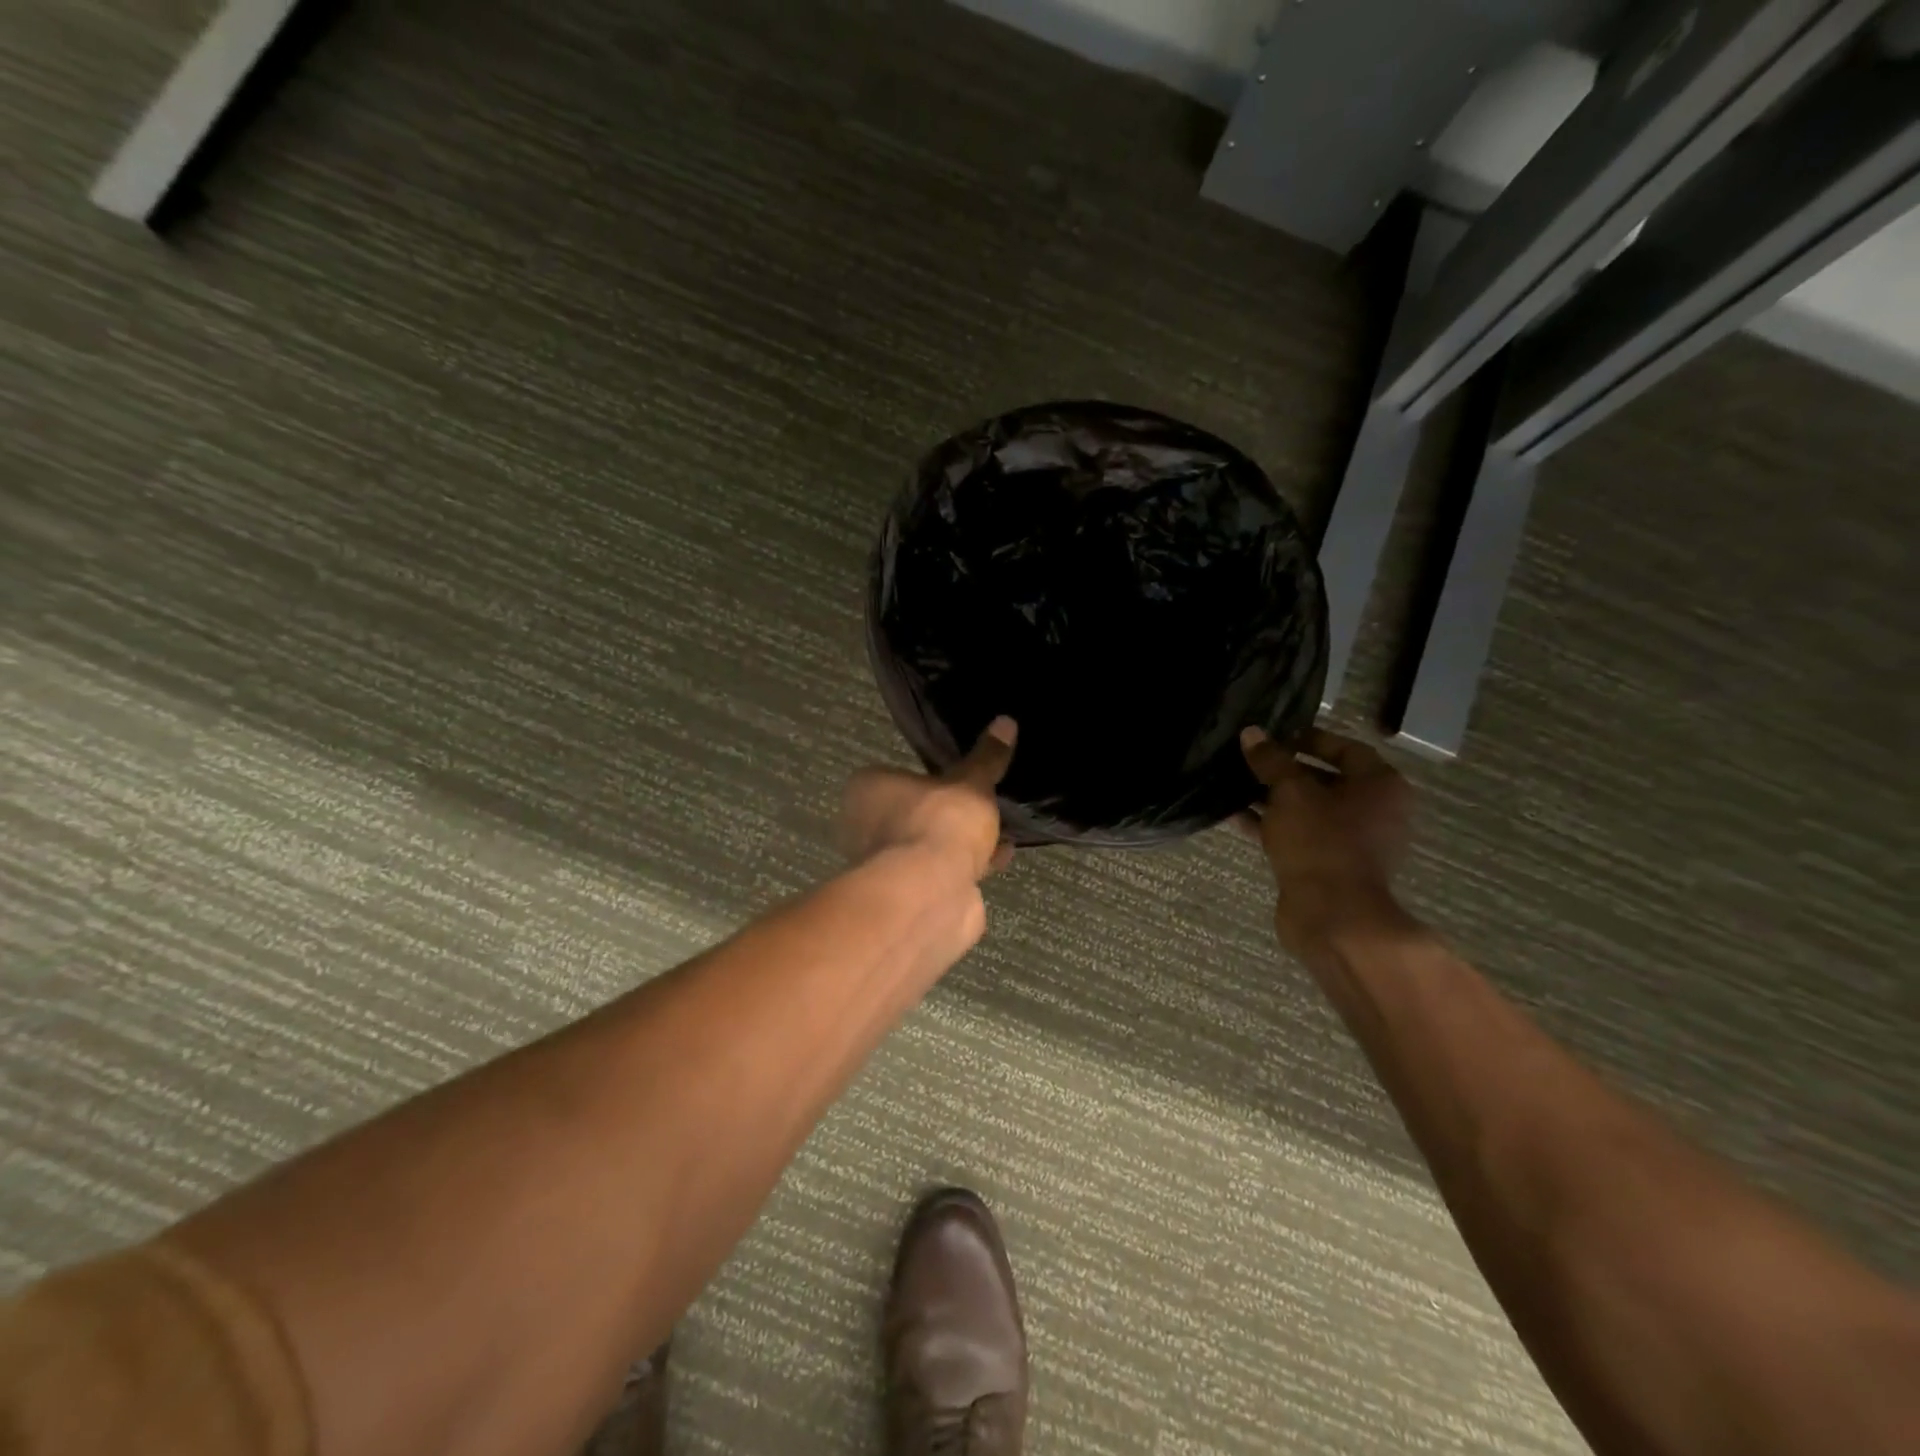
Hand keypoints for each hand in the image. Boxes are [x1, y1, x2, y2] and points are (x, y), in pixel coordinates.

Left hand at [841, 717, 1017, 881]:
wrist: (930, 895)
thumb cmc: (939, 823)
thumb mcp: (971, 782)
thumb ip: (987, 758)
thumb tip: (1005, 722)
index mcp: (866, 790)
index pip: (895, 776)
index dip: (929, 779)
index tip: (960, 781)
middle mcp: (864, 827)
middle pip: (913, 813)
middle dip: (947, 814)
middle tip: (981, 807)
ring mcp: (884, 866)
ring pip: (928, 845)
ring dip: (959, 842)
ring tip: (999, 832)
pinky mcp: (906, 896)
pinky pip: (941, 872)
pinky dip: (966, 866)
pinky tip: (999, 858)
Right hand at [1239, 726, 1414, 955]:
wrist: (1332, 916)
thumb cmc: (1321, 842)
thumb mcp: (1291, 792)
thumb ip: (1271, 760)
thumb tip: (1252, 733)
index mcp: (1380, 786)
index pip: (1346, 748)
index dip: (1309, 738)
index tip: (1274, 737)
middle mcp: (1373, 811)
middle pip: (1324, 779)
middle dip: (1283, 770)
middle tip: (1248, 759)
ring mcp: (1350, 841)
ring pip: (1306, 809)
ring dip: (1271, 798)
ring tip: (1233, 784)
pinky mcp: (1326, 865)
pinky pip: (1296, 835)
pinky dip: (1269, 825)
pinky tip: (1233, 816)